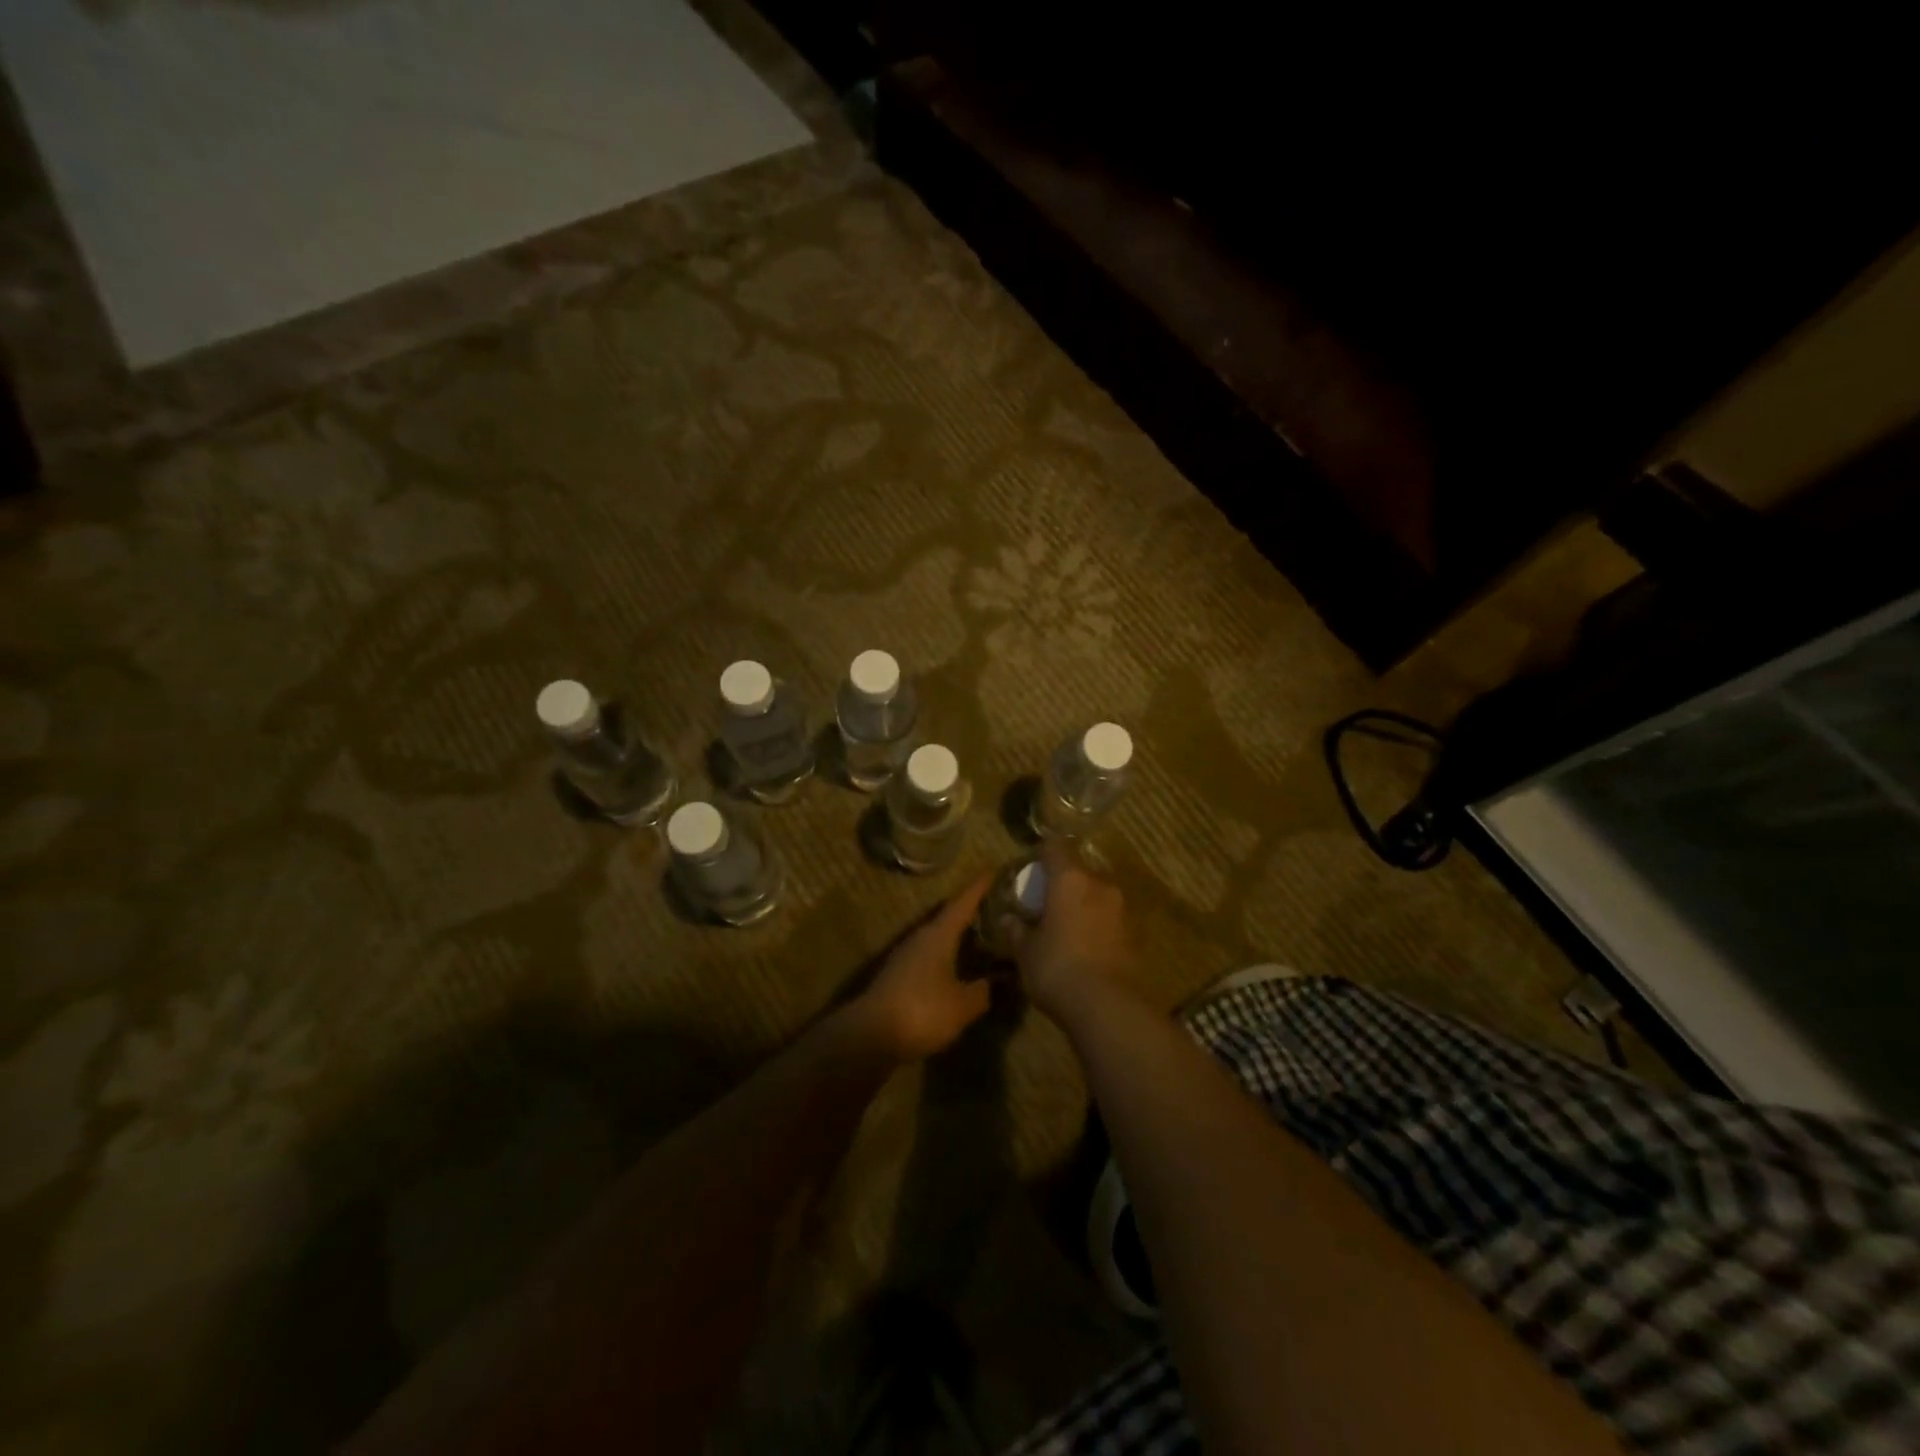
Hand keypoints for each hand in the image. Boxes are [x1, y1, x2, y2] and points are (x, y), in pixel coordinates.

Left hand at [850, 874, 994, 1060]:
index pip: (962, 902)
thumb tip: (997, 981)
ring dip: (958, 934)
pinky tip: (959, 966)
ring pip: (938, 937)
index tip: (993, 868)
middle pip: (949, 916)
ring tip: (982, 934)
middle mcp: (921, 938)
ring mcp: (906, 956)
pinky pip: (930, 956)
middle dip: (971, 909)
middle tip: (996, 903)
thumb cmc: (922, 1011)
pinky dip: (947, 955)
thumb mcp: (963, 1004)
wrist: (870, 1035)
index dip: (979, 887)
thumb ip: (983, 991)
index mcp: (938, 934)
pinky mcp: (899, 976)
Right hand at [1016, 843, 1133, 1020]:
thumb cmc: (1057, 968)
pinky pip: (1110, 920)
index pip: (1055, 848)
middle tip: (1048, 903)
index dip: (1042, 853)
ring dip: (1083, 906)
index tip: (1032, 866)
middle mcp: (1100, 886)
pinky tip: (1086, 947)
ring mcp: (1122, 910)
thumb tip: (1008, 919)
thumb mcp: (1026, 952)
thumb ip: (1016, 931)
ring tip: (1067, 927)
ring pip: (1097, 896)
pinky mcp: (1135, 935)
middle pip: (1079, 872)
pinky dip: (1098, 926)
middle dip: (1064, 884)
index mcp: (1070, 880)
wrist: (1108, 1007)